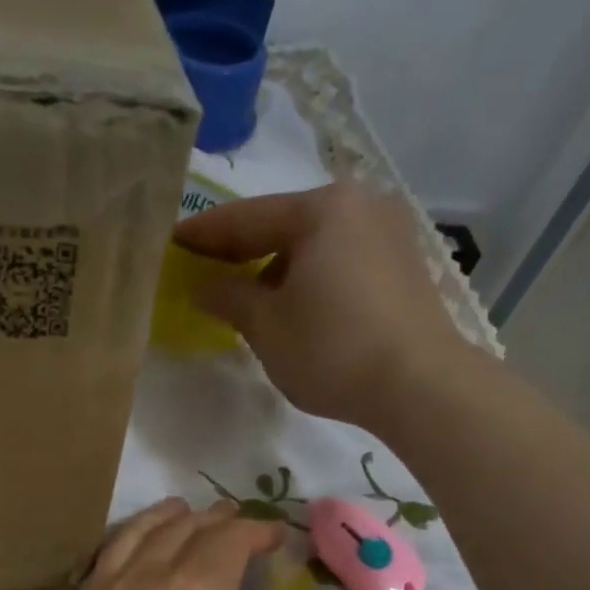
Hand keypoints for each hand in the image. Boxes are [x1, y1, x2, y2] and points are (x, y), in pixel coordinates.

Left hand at [25, 498, 283, 589]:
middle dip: (211, 521)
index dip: (255, 531)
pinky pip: (98, 573)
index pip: (227, 542)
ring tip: (177, 512)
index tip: (274, 536)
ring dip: (159, 522)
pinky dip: (122, 552)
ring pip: (129, 542)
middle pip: (178, 532)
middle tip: (232, 521)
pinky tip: (130, 563)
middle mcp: (141, 586)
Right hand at [174, 182, 475, 431]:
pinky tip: (294, 304)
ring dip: (276, 266)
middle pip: (284, 224)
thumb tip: (203, 285)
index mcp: (321, 208)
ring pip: (314, 244)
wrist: (418, 384)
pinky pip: (340, 260)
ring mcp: (388, 232)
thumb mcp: (267, 326)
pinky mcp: (402, 265)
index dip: (203, 234)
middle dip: (241, 250)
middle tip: (203, 268)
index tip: (170, 243)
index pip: (245, 217)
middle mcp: (359, 205)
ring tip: (247, 296)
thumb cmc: (331, 349)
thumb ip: (229, 297)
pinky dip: (309, 277)